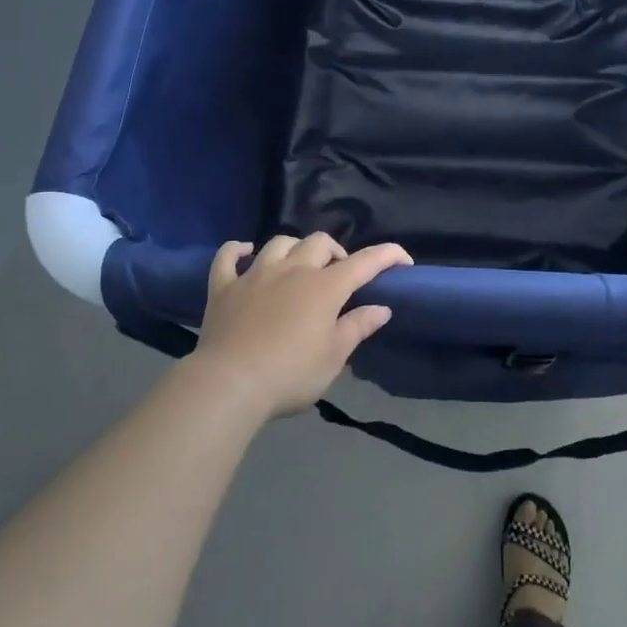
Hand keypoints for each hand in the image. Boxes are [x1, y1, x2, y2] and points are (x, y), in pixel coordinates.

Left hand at [189, 233, 410, 421]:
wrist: (229, 384)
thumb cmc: (289, 374)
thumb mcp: (333, 358)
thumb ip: (357, 328)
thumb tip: (381, 308)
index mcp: (325, 287)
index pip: (365, 262)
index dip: (387, 256)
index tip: (403, 260)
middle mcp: (293, 269)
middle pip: (320, 242)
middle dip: (336, 253)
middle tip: (338, 277)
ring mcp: (255, 274)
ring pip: (280, 243)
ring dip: (295, 248)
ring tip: (298, 266)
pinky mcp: (223, 286)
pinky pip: (228, 257)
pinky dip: (237, 251)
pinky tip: (244, 253)